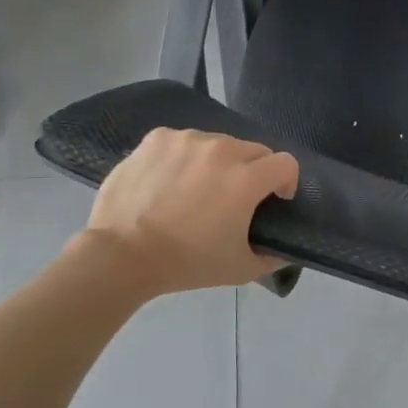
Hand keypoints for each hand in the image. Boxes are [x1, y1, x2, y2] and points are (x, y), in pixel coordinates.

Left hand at [80, 129, 297, 293]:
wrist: (121, 255)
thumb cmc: (186, 262)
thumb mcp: (240, 269)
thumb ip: (271, 257)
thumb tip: (281, 249)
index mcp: (246, 178)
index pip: (286, 163)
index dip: (286, 182)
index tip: (273, 200)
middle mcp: (221, 149)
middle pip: (254, 150)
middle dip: (254, 171)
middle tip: (235, 199)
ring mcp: (186, 139)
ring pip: (218, 143)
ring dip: (218, 162)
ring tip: (197, 189)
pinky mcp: (157, 138)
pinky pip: (184, 142)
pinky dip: (185, 157)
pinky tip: (169, 180)